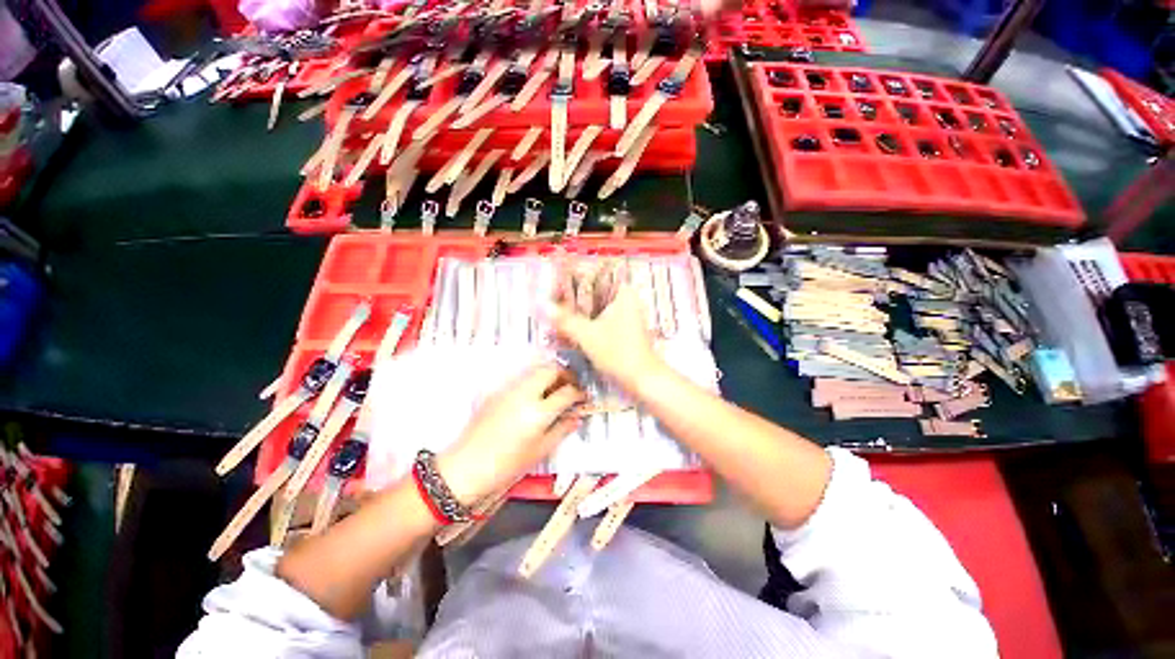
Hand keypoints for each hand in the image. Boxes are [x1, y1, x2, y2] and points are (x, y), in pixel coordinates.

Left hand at [438, 365, 585, 505]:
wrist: (467, 465)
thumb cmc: (507, 464)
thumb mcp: (540, 450)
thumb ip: (561, 429)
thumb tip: (577, 416)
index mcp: (538, 412)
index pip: (567, 392)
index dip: (579, 392)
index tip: (583, 396)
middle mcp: (525, 394)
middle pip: (551, 369)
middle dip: (565, 374)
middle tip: (571, 386)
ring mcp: (509, 389)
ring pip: (535, 369)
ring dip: (549, 374)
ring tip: (554, 389)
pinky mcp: (498, 390)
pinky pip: (521, 377)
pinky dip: (534, 380)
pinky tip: (534, 395)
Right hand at [548, 285, 668, 396]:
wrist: (643, 379)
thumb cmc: (619, 353)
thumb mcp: (587, 335)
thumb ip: (564, 319)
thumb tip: (541, 305)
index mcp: (622, 292)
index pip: (593, 276)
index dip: (571, 279)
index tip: (552, 287)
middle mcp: (625, 298)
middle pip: (592, 292)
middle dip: (571, 297)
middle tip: (550, 301)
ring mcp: (625, 313)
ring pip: (595, 306)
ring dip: (577, 311)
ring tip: (555, 313)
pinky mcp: (622, 327)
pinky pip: (599, 318)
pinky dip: (585, 321)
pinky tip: (569, 327)